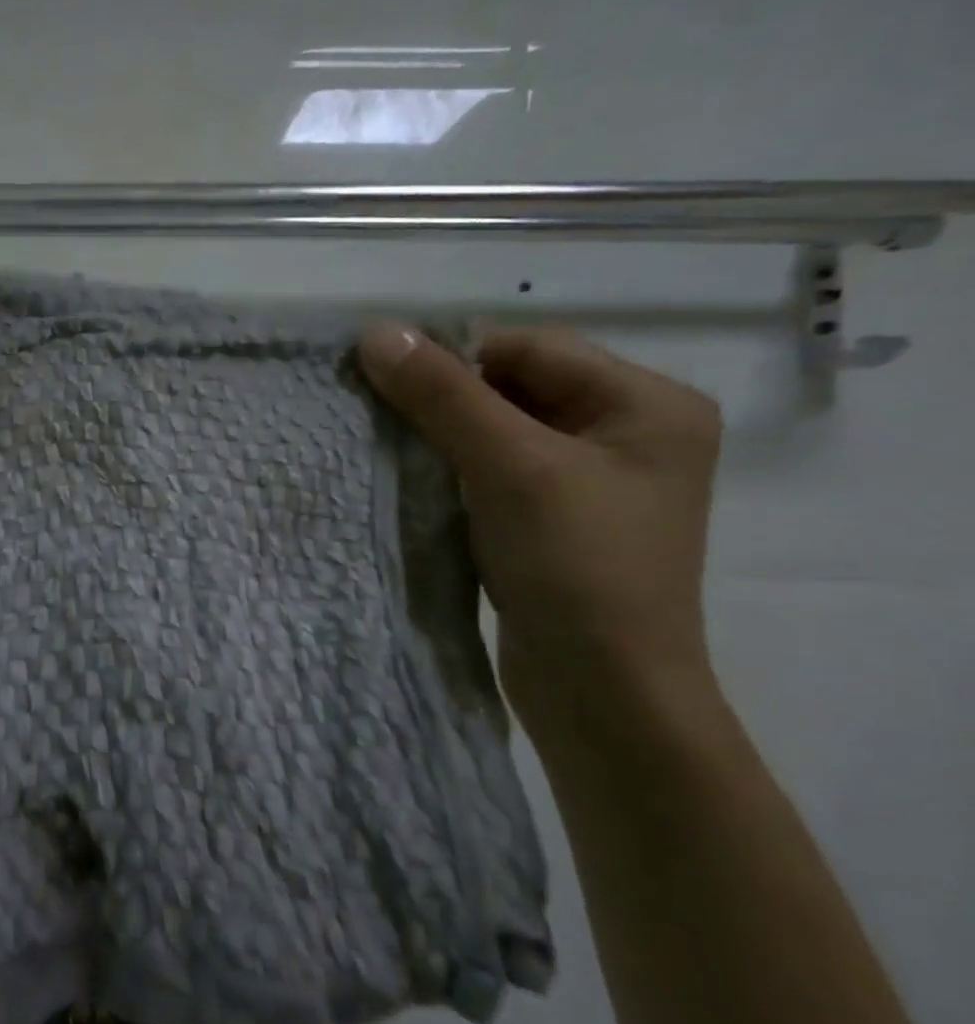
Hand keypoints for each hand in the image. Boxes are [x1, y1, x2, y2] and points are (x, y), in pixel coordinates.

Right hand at [358, 324, 722, 752]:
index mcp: (647, 404)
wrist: (602, 691)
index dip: (454, 358)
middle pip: (515, 388)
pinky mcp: (557, 521)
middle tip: (379, 417)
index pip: (530, 349)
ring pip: (498, 432)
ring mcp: (592, 482)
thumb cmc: (575, 566)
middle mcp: (628, 433)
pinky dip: (453, 473)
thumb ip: (443, 396)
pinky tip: (416, 486)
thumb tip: (377, 333)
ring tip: (390, 451)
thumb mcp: (509, 467)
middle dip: (445, 400)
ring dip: (442, 438)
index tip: (383, 380)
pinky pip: (496, 473)